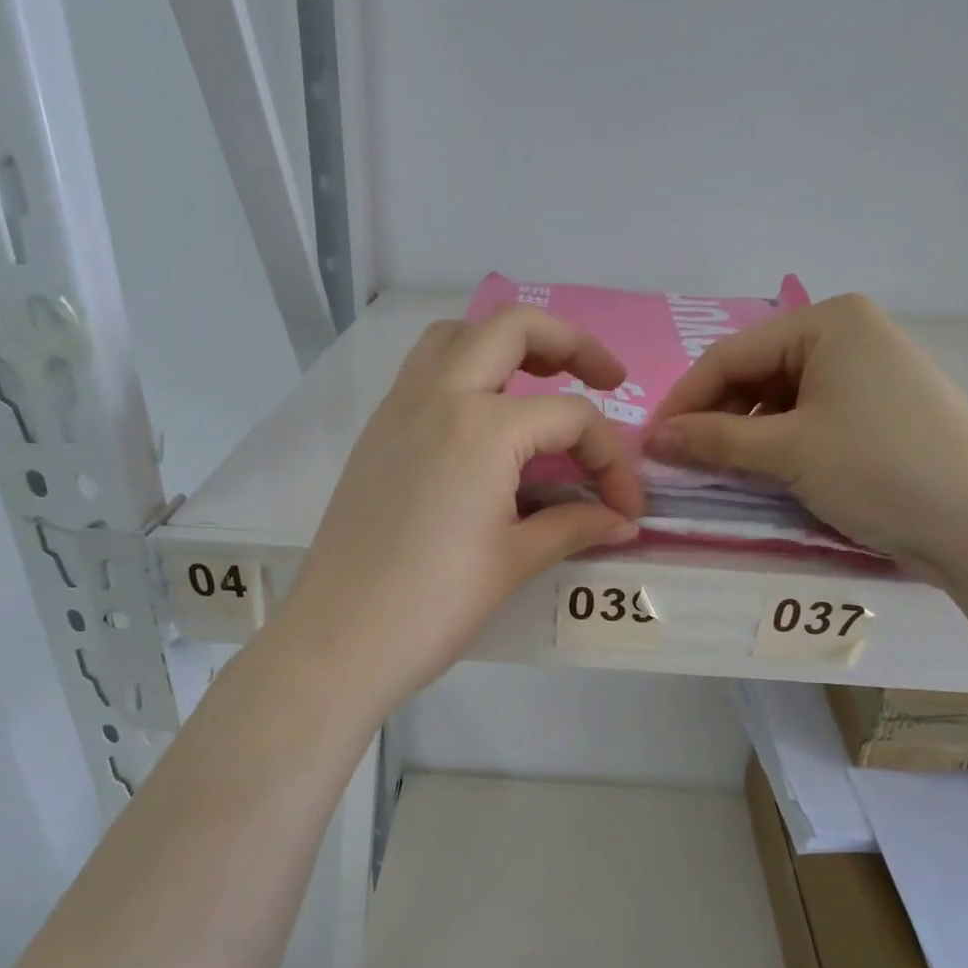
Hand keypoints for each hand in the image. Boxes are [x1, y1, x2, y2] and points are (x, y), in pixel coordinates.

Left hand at [275, 307, 643, 708]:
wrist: (340, 639)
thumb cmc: (434, 604)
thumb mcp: (514, 561)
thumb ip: (574, 527)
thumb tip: (621, 520)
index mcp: (483, 427)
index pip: (571, 419)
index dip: (612, 461)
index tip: (626, 508)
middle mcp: (439, 396)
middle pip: (513, 329)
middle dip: (571, 344)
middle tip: (606, 379)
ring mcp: (399, 409)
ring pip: (457, 337)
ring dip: (505, 344)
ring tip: (539, 384)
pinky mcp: (376, 433)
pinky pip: (424, 373)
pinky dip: (463, 372)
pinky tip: (484, 425)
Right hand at [646, 292, 967, 570]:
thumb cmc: (878, 468)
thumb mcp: (788, 452)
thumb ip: (714, 441)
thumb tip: (651, 440)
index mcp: (828, 321)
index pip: (731, 356)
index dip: (683, 400)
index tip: (648, 443)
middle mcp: (848, 334)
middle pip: (754, 373)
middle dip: (713, 417)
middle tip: (677, 461)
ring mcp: (866, 371)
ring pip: (778, 398)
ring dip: (741, 434)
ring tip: (714, 470)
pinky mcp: (876, 409)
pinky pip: (806, 416)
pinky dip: (775, 443)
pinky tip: (759, 471)